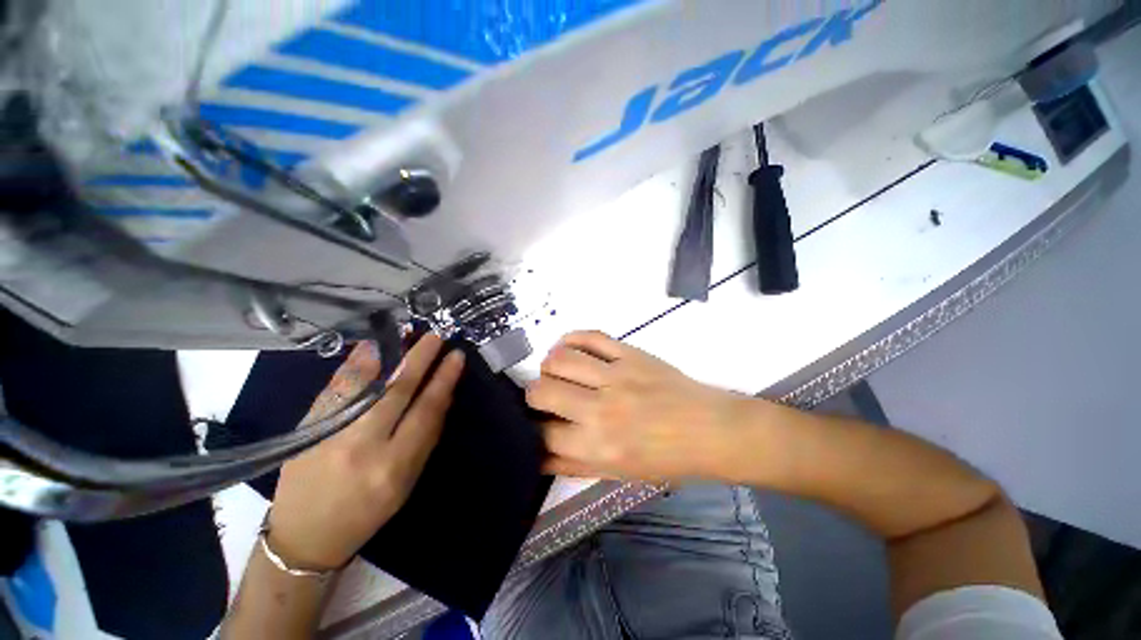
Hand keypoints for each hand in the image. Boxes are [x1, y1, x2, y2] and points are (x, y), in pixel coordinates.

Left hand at [267, 334, 464, 570]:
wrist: (303, 535)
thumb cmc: (367, 511)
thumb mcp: (406, 482)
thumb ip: (424, 437)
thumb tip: (441, 395)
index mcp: (393, 466)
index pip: (426, 411)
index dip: (444, 380)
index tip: (456, 357)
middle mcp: (362, 446)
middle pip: (397, 391)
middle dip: (420, 359)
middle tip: (435, 336)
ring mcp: (329, 434)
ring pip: (365, 384)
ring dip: (389, 354)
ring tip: (407, 332)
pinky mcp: (306, 427)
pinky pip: (337, 388)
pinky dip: (356, 364)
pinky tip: (370, 345)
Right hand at [526, 331, 743, 481]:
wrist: (710, 430)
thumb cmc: (665, 459)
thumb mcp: (617, 474)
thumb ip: (573, 465)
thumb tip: (537, 455)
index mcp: (598, 447)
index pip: (542, 435)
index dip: (531, 430)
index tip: (536, 424)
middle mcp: (601, 409)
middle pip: (541, 391)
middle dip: (533, 395)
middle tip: (544, 396)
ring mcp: (616, 375)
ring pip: (559, 359)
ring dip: (549, 366)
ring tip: (557, 372)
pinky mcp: (630, 353)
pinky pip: (589, 336)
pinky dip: (571, 339)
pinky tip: (568, 348)